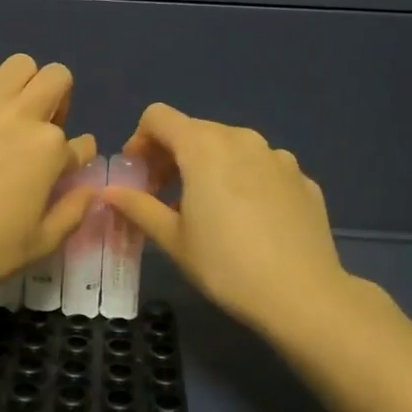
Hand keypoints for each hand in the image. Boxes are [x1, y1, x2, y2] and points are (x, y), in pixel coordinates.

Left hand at [0, 55, 99, 300]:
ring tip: (6, 115)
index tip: (60, 173)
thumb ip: (72, 212)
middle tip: (39, 131)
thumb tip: (90, 188)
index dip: (76, 158)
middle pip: (57, 78)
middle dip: (58, 100)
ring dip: (22, 85)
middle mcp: (21, 116)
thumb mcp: (39, 245)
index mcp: (50, 150)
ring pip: (19, 65)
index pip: (81, 142)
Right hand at [101, 103, 348, 336]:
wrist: (303, 295)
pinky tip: (248, 221)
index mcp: (204, 147)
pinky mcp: (302, 178)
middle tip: (163, 197)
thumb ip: (138, 207)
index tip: (138, 176)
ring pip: (231, 148)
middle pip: (195, 130)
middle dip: (171, 156)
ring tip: (207, 210)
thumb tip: (109, 191)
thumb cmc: (225, 265)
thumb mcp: (173, 239)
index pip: (158, 117)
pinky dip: (244, 181)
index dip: (139, 141)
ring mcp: (278, 157)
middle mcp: (242, 139)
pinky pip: (261, 168)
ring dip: (209, 167)